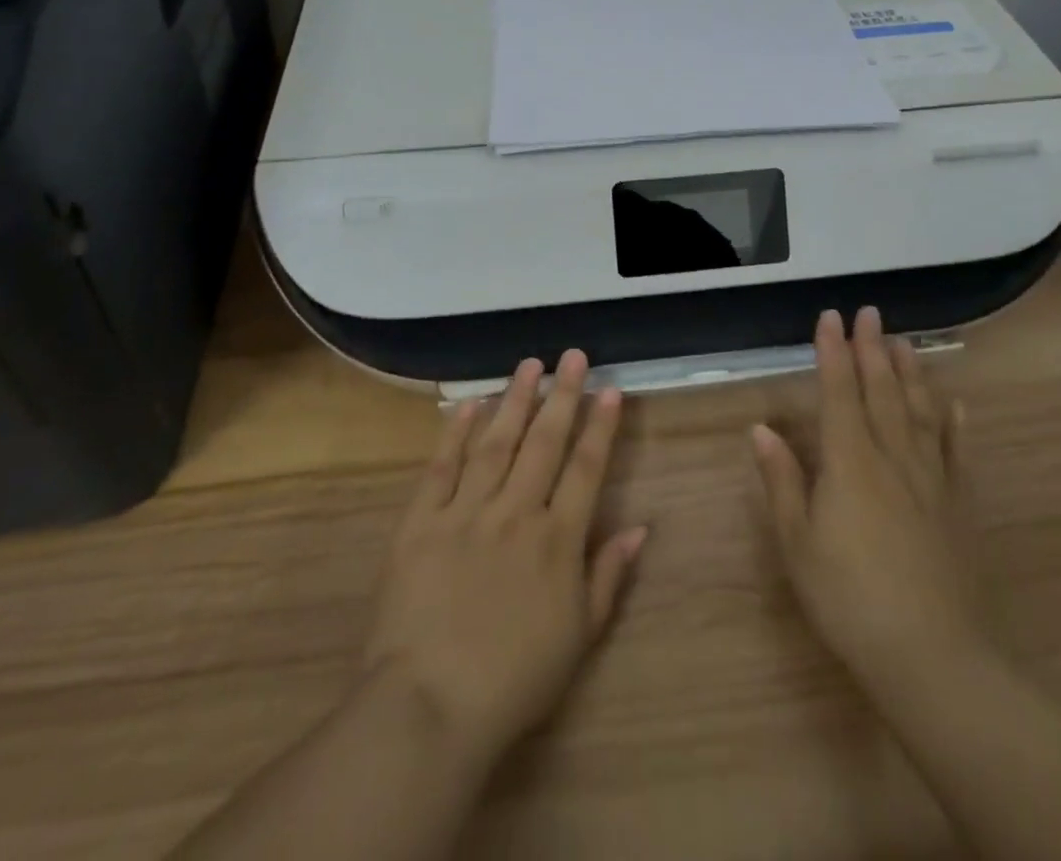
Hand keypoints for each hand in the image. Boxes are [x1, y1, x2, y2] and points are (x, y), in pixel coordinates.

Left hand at [363, 351, 646, 769]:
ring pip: (496, 443)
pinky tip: (467, 404)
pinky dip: (454, 433)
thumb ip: (608, 575)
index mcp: (556, 540)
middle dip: (562, 395)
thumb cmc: (513, 680)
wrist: (429, 706)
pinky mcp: (421, 522)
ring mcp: (465, 512)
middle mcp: (515, 512)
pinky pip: (441, 467)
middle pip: (544, 443)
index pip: (585, 469)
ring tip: (529, 365)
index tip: (609, 389)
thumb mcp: (579, 637)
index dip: (600, 426)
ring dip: (514, 400)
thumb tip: (640, 527)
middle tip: (572, 355)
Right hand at [752, 307, 986, 694]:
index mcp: (849, 462)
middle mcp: (892, 456)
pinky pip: (956, 451)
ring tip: (903, 341)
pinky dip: (954, 422)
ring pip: (920, 411)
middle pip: (882, 391)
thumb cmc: (849, 598)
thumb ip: (781, 481)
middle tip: (869, 313)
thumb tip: (761, 428)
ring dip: (910, 372)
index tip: (830, 316)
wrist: (932, 655)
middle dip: (872, 348)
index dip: (833, 352)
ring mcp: (931, 479)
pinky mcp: (958, 505)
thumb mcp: (798, 543)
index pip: (839, 392)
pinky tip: (955, 403)